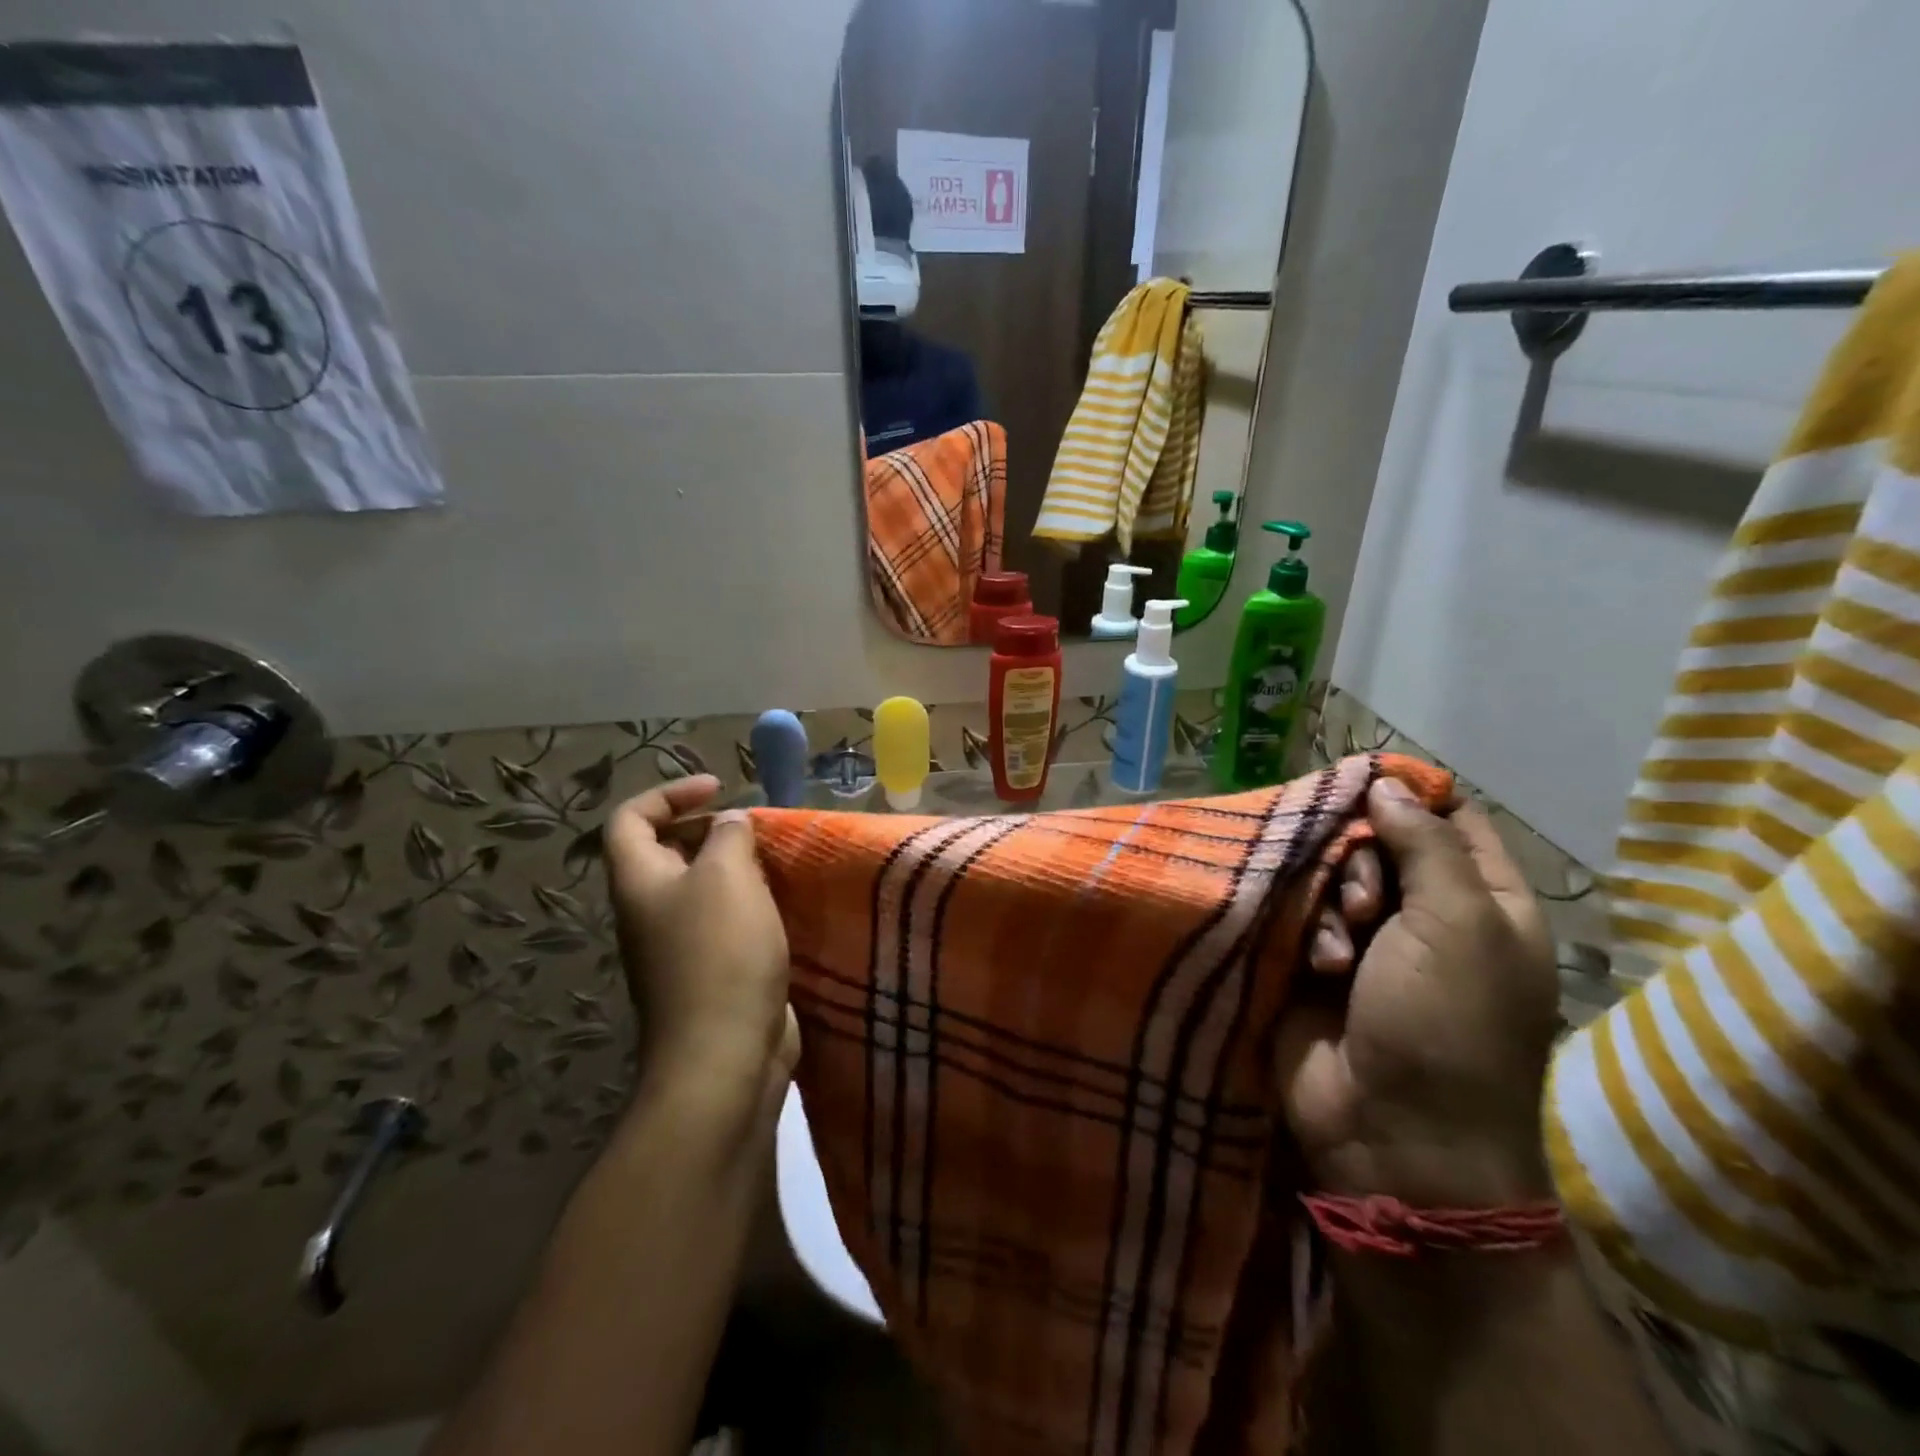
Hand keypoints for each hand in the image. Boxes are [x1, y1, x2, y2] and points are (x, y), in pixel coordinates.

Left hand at [605, 776, 799, 1110]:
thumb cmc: (719, 953)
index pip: (630, 818)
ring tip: (778, 860)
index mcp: (640, 881)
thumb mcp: (726, 876)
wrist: (725, 1055)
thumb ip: (729, 836)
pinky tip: (787, 903)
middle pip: (668, 851)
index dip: (669, 793)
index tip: (719, 787)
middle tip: (756, 827)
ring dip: (738, 868)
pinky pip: (727, 921)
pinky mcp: (713, 972)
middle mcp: (651, 910)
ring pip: (703, 888)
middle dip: (711, 829)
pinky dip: (753, 904)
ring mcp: (680, 945)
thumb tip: (730, 824)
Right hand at [1276, 778, 1560, 1206]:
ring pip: (1332, 874)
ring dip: (1332, 901)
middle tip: (1367, 903)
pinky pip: (1301, 913)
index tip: (1363, 780)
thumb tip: (1388, 786)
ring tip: (1339, 948)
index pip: (1450, 819)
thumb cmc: (1447, 1025)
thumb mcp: (1459, 924)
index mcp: (1484, 902)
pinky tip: (1315, 965)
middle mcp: (1427, 914)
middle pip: (1380, 842)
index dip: (1410, 794)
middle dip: (1362, 859)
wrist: (1392, 1133)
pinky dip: (1308, 933)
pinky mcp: (1315, 961)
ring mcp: (1368, 941)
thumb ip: (1426, 844)